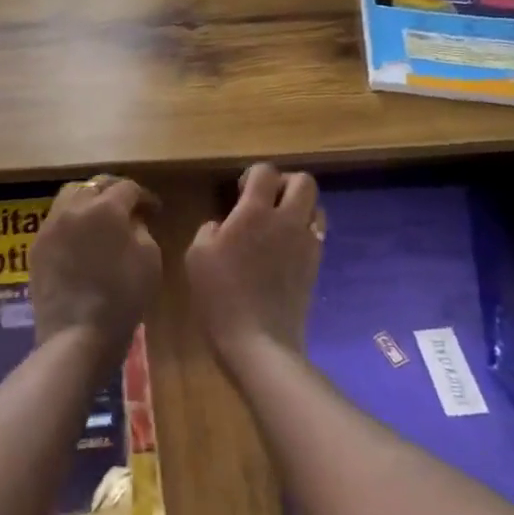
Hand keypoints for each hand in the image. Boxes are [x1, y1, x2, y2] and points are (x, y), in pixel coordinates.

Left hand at [30, 176, 161, 368]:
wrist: (77, 334)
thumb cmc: (123, 298)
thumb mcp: (149, 260)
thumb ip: (142, 230)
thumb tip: (131, 221)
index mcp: (106, 208)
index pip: (127, 187)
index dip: (144, 196)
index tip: (154, 210)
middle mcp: (74, 207)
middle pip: (94, 184)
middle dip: (113, 191)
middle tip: (127, 206)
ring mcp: (50, 225)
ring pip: (69, 196)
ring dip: (88, 200)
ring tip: (100, 217)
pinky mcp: (36, 246)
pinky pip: (55, 220)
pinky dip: (71, 220)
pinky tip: (80, 237)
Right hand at [186, 163, 322, 374]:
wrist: (258, 342)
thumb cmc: (220, 297)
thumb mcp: (196, 257)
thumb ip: (210, 231)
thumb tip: (222, 226)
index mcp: (254, 212)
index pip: (265, 172)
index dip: (252, 175)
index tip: (239, 192)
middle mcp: (286, 220)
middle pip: (303, 181)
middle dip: (285, 183)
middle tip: (265, 201)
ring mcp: (306, 243)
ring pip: (316, 206)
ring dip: (300, 207)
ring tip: (278, 224)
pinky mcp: (316, 265)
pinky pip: (317, 234)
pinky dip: (304, 231)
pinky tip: (284, 249)